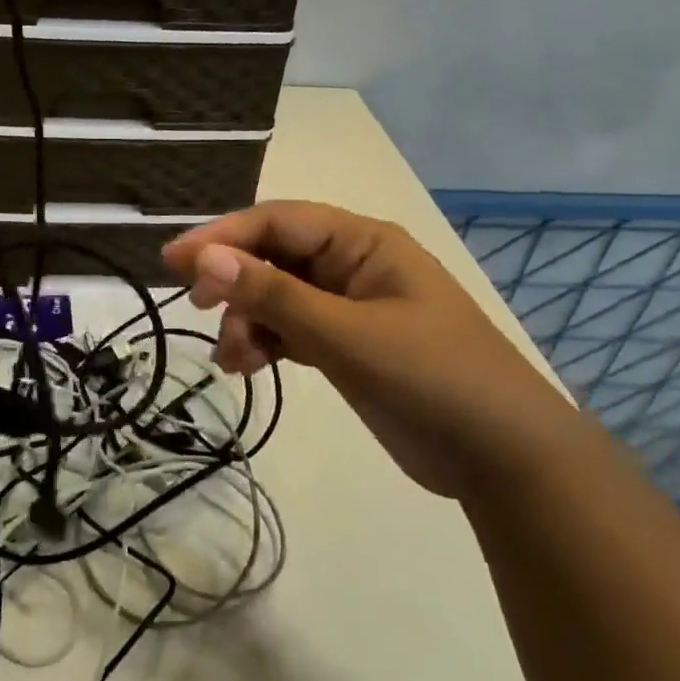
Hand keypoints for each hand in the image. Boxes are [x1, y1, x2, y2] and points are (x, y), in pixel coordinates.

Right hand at [161, 201, 581, 498]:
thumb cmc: (433, 378)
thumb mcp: (347, 335)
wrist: (506, 459)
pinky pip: (289, 329)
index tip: (173, 261)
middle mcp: (352, 265)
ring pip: (276, 296)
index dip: (222, 236)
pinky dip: (264, 343)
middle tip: (197, 307)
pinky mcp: (346, 345)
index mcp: (362, 243)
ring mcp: (349, 307)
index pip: (277, 221)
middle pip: (273, 256)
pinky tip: (246, 367)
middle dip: (233, 281)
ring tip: (231, 358)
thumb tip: (204, 258)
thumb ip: (274, 296)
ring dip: (246, 319)